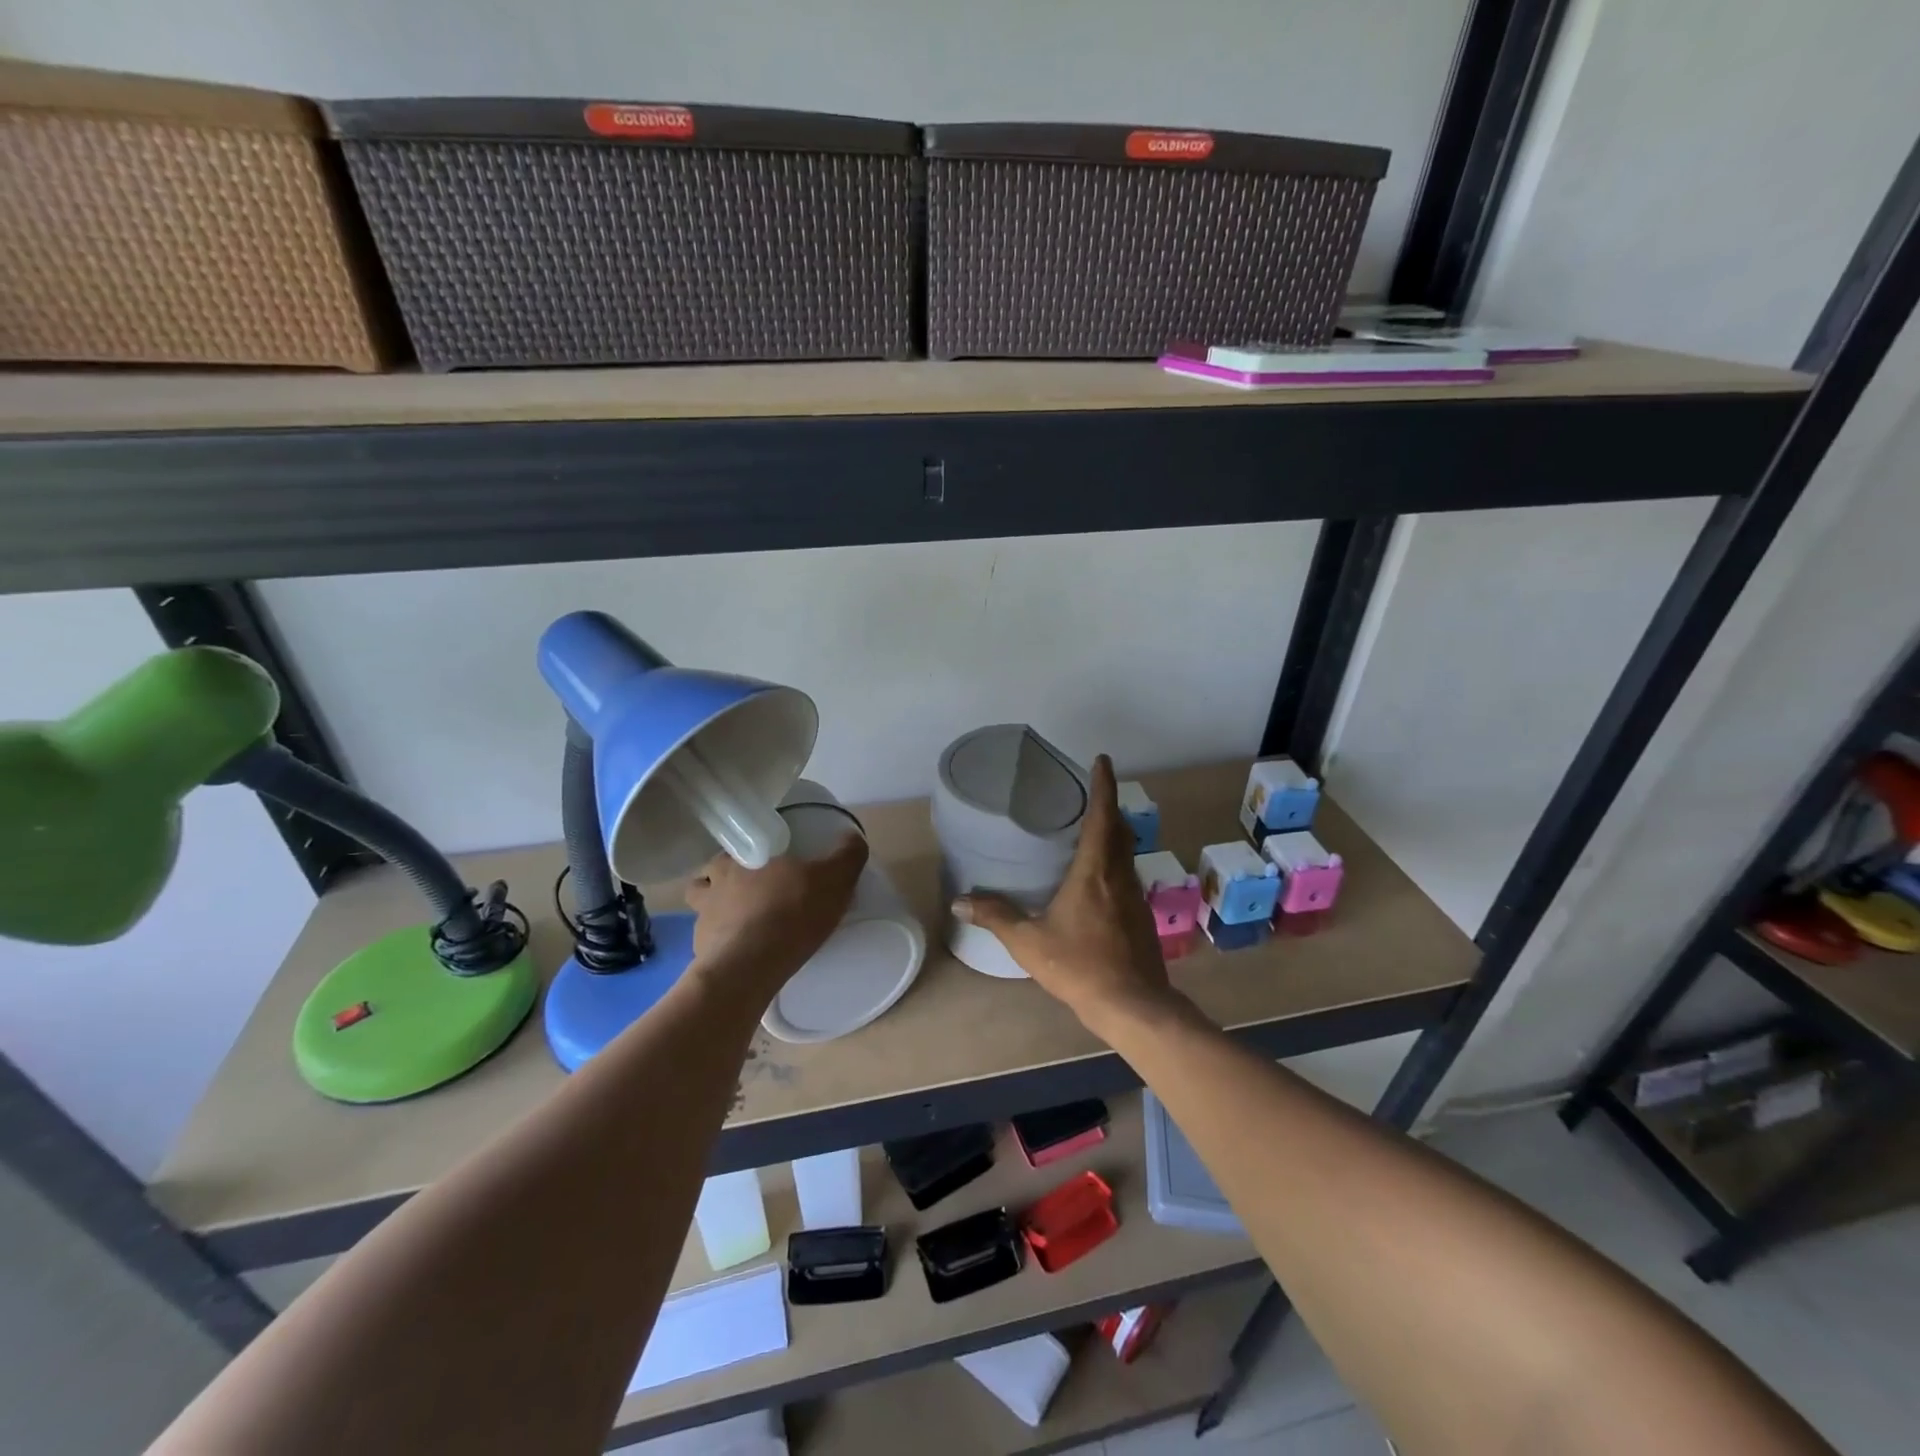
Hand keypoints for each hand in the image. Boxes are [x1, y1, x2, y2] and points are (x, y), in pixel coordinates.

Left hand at [685, 833, 868, 994]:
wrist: (750, 967)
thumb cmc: (792, 912)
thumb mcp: (834, 880)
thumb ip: (848, 855)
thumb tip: (853, 836)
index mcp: (742, 857)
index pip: (736, 847)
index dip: (748, 854)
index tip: (764, 864)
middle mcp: (714, 882)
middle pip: (711, 873)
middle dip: (725, 879)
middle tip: (752, 893)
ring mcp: (702, 917)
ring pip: (701, 904)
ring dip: (714, 909)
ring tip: (740, 923)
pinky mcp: (699, 950)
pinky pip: (706, 941)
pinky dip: (719, 943)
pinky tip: (739, 953)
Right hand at [953, 755, 1180, 1034]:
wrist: (1133, 1005)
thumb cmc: (1080, 966)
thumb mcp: (1029, 942)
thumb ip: (996, 917)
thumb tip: (959, 902)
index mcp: (1095, 871)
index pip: (1102, 816)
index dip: (1102, 785)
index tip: (1102, 760)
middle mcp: (1119, 875)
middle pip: (1119, 829)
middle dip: (1108, 805)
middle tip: (1090, 792)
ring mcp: (1134, 896)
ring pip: (1126, 852)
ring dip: (1113, 833)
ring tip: (1091, 828)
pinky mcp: (1141, 916)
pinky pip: (1126, 874)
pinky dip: (1114, 860)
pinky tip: (1098, 878)